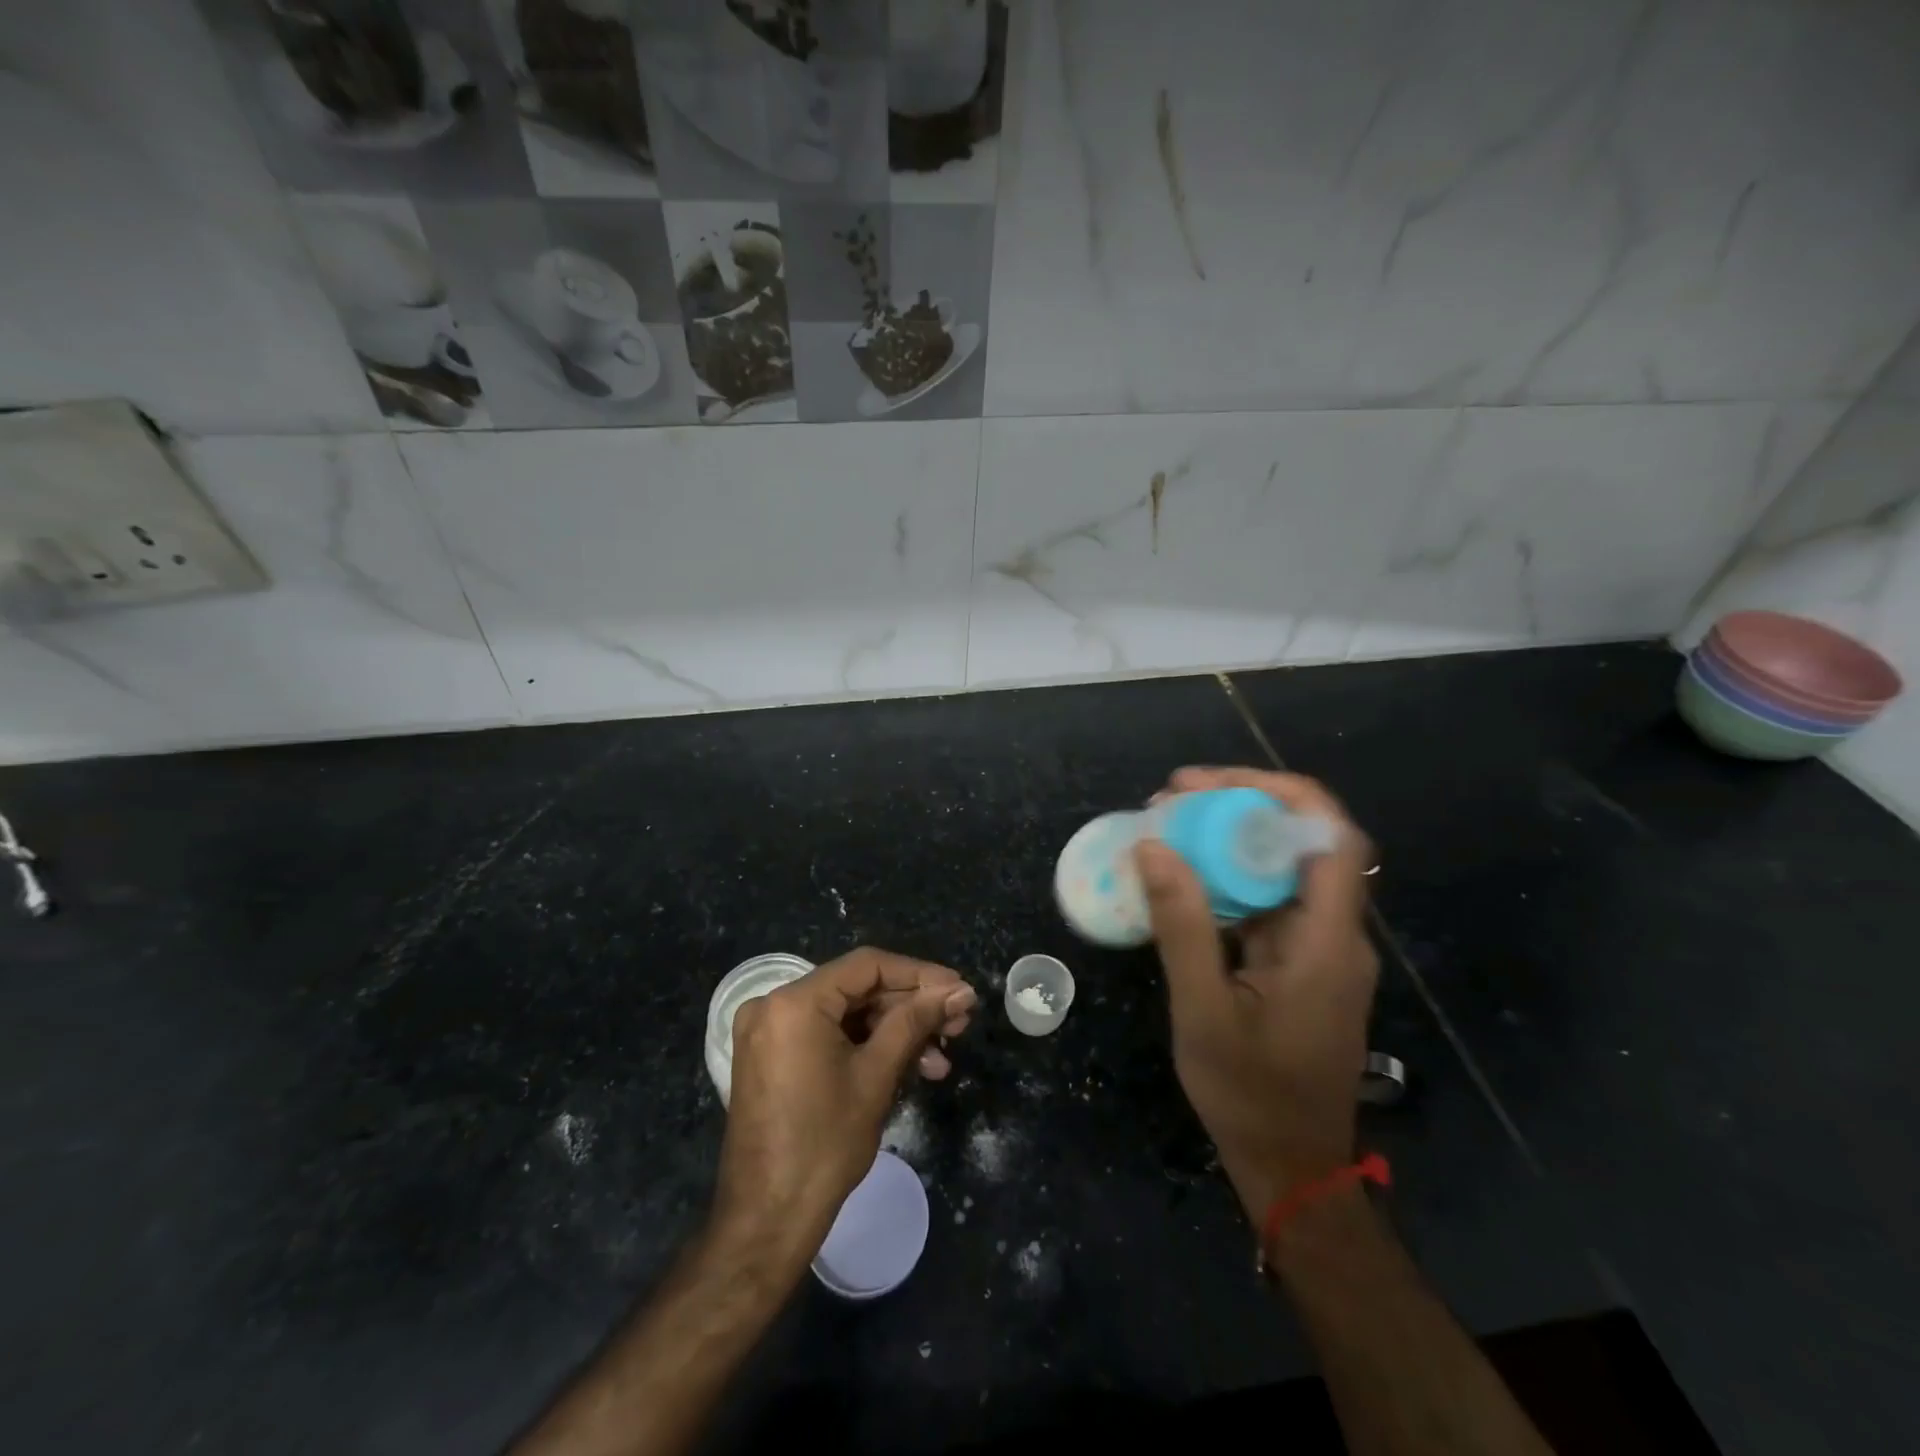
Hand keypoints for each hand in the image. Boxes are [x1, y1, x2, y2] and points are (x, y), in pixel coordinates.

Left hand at [716, 948, 975, 1261]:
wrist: (766, 1222)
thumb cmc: (825, 1145)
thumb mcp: (877, 1076)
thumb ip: (917, 1022)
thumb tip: (961, 991)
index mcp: (795, 1001)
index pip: (868, 966)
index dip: (920, 975)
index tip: (960, 990)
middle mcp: (774, 1004)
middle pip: (857, 989)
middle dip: (911, 1007)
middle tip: (958, 1024)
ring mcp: (769, 1031)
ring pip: (846, 1014)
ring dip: (894, 1032)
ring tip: (941, 1058)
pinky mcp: (771, 1057)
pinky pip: (827, 1035)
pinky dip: (865, 1047)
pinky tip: (907, 1067)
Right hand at [1137, 767, 1379, 1221]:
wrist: (1291, 1166)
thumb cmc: (1250, 1094)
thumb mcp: (1202, 1010)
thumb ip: (1182, 926)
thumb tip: (1153, 846)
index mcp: (1328, 941)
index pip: (1329, 835)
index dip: (1276, 791)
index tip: (1206, 784)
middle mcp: (1337, 933)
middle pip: (1304, 841)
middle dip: (1239, 806)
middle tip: (1170, 798)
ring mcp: (1321, 949)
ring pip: (1283, 868)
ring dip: (1230, 838)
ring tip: (1167, 825)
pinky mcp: (1301, 963)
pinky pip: (1268, 900)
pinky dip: (1227, 877)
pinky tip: (1182, 877)